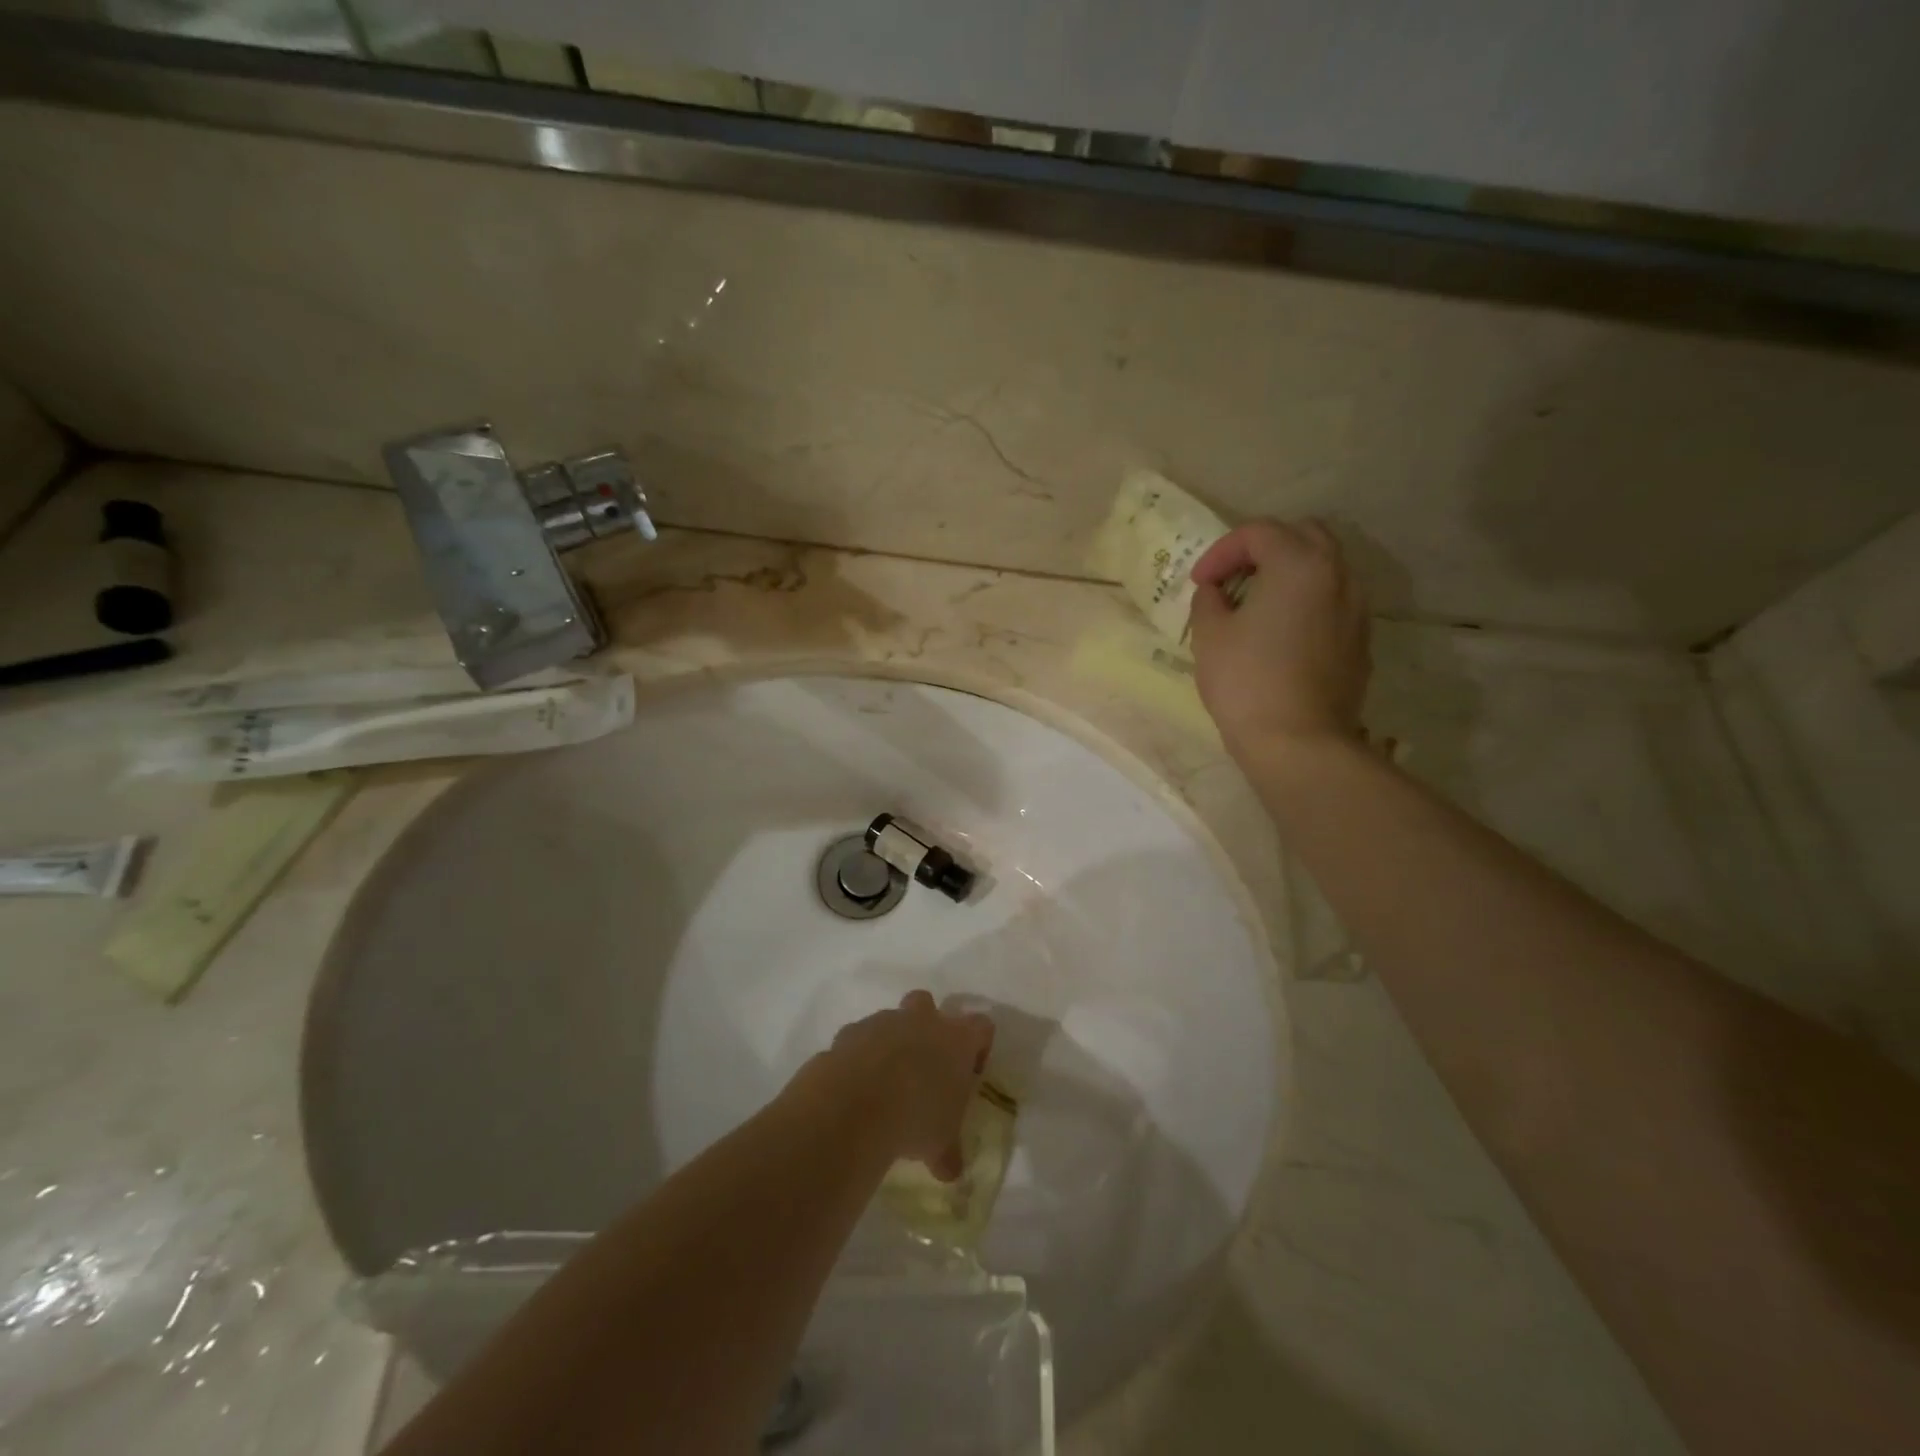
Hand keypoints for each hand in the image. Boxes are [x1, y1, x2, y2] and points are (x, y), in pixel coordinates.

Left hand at [822, 992, 992, 1180]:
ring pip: (888, 1021)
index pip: (981, 1026)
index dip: (979, 1046)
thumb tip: (950, 1169)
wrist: (855, 1104)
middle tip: (924, 1064)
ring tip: (884, 1085)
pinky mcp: (848, 1033)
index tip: (971, 1073)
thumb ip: (948, 1151)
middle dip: (926, 1026)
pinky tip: (855, 1088)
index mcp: (955, 1039)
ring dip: (889, 1044)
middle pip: (927, 1004)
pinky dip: (858, 1057)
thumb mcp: (942, 1143)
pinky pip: (857, 1040)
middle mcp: (920, 1020)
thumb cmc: (916, 1117)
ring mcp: (881, 1022)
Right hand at [1188, 519, 1370, 760]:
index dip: (1221, 551)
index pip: (1259, 532)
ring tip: (1257, 603)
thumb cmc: (1246, 682)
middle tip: (1233, 578)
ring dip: (1289, 572)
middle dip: (1264, 548)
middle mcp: (1338, 575)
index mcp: (1299, 564)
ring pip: (1325, 567)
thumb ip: (1209, 600)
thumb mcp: (1209, 635)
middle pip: (1303, 535)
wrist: (1299, 742)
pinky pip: (1334, 601)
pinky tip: (1281, 631)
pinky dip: (1306, 600)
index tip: (1200, 583)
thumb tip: (1217, 592)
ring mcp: (1357, 608)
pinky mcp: (1361, 640)